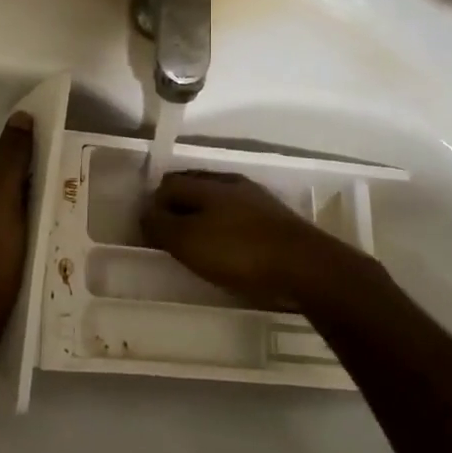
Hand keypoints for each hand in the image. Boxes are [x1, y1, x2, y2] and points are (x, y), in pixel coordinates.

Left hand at [0, 113, 33, 382]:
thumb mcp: (2, 196)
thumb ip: (11, 156)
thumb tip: (21, 116)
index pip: (3, 168)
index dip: (30, 177)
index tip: (54, 190)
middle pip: (3, 194)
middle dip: (29, 203)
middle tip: (57, 217)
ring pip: (3, 222)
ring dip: (25, 228)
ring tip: (49, 242)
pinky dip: (16, 250)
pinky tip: (32, 263)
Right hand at [141, 170, 372, 312]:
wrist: (306, 269)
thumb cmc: (239, 253)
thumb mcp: (188, 241)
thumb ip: (162, 225)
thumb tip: (145, 212)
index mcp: (207, 185)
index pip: (169, 184)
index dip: (153, 204)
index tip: (148, 230)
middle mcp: (232, 185)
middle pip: (194, 188)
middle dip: (177, 206)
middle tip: (168, 234)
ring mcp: (258, 201)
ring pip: (219, 203)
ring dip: (203, 217)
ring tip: (196, 243)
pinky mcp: (276, 222)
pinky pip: (239, 218)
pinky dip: (226, 229)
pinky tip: (228, 249)